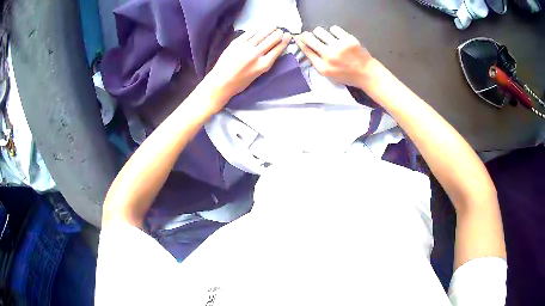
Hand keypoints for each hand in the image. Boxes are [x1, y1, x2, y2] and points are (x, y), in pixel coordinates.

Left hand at [206, 27, 290, 111]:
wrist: (220, 83)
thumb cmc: (239, 83)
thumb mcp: (257, 75)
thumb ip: (265, 62)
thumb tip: (271, 50)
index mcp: (263, 65)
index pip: (278, 49)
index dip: (284, 41)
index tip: (288, 36)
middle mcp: (256, 54)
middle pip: (271, 39)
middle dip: (278, 34)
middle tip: (280, 31)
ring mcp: (245, 47)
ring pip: (261, 34)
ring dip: (269, 29)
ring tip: (273, 26)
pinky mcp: (235, 43)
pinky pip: (248, 34)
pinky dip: (255, 31)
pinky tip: (258, 29)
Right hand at [294, 26, 373, 86]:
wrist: (366, 73)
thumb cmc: (346, 74)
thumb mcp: (328, 73)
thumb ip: (316, 60)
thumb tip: (303, 44)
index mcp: (323, 67)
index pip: (305, 50)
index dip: (300, 41)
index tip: (298, 37)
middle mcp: (329, 56)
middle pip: (309, 38)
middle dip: (307, 35)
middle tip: (309, 35)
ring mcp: (339, 47)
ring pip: (319, 31)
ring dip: (320, 33)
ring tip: (327, 38)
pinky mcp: (349, 40)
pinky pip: (334, 28)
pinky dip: (334, 32)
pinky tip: (338, 38)